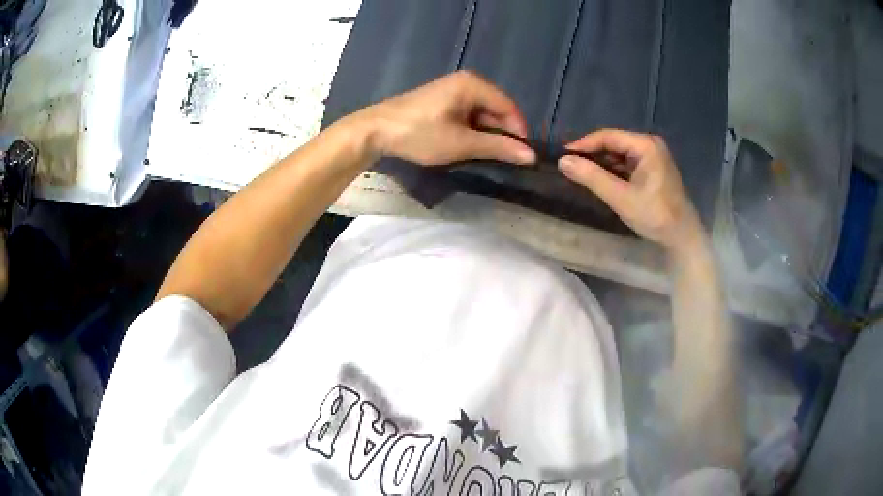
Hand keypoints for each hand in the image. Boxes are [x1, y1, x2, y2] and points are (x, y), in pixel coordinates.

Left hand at [354, 71, 535, 165]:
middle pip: (497, 109)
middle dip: (502, 134)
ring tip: (485, 157)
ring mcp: (453, 90)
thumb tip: (531, 156)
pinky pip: (468, 115)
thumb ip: (498, 147)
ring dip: (486, 135)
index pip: (509, 107)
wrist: (375, 130)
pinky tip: (468, 147)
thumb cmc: (420, 133)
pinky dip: (472, 131)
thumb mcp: (461, 143)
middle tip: (504, 160)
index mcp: (474, 85)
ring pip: (482, 114)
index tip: (522, 157)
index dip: (519, 132)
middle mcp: (467, 82)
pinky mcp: (442, 101)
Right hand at [558, 129, 703, 251]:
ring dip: (601, 162)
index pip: (608, 136)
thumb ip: (592, 177)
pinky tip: (599, 178)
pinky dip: (612, 169)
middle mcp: (649, 144)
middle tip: (568, 164)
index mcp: (645, 145)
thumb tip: (562, 161)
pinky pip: (627, 163)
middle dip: (591, 153)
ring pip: (619, 153)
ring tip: (579, 171)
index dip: (583, 144)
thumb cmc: (655, 215)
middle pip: (613, 142)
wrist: (683, 236)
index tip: (562, 155)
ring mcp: (653, 156)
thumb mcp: (621, 197)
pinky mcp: (653, 169)